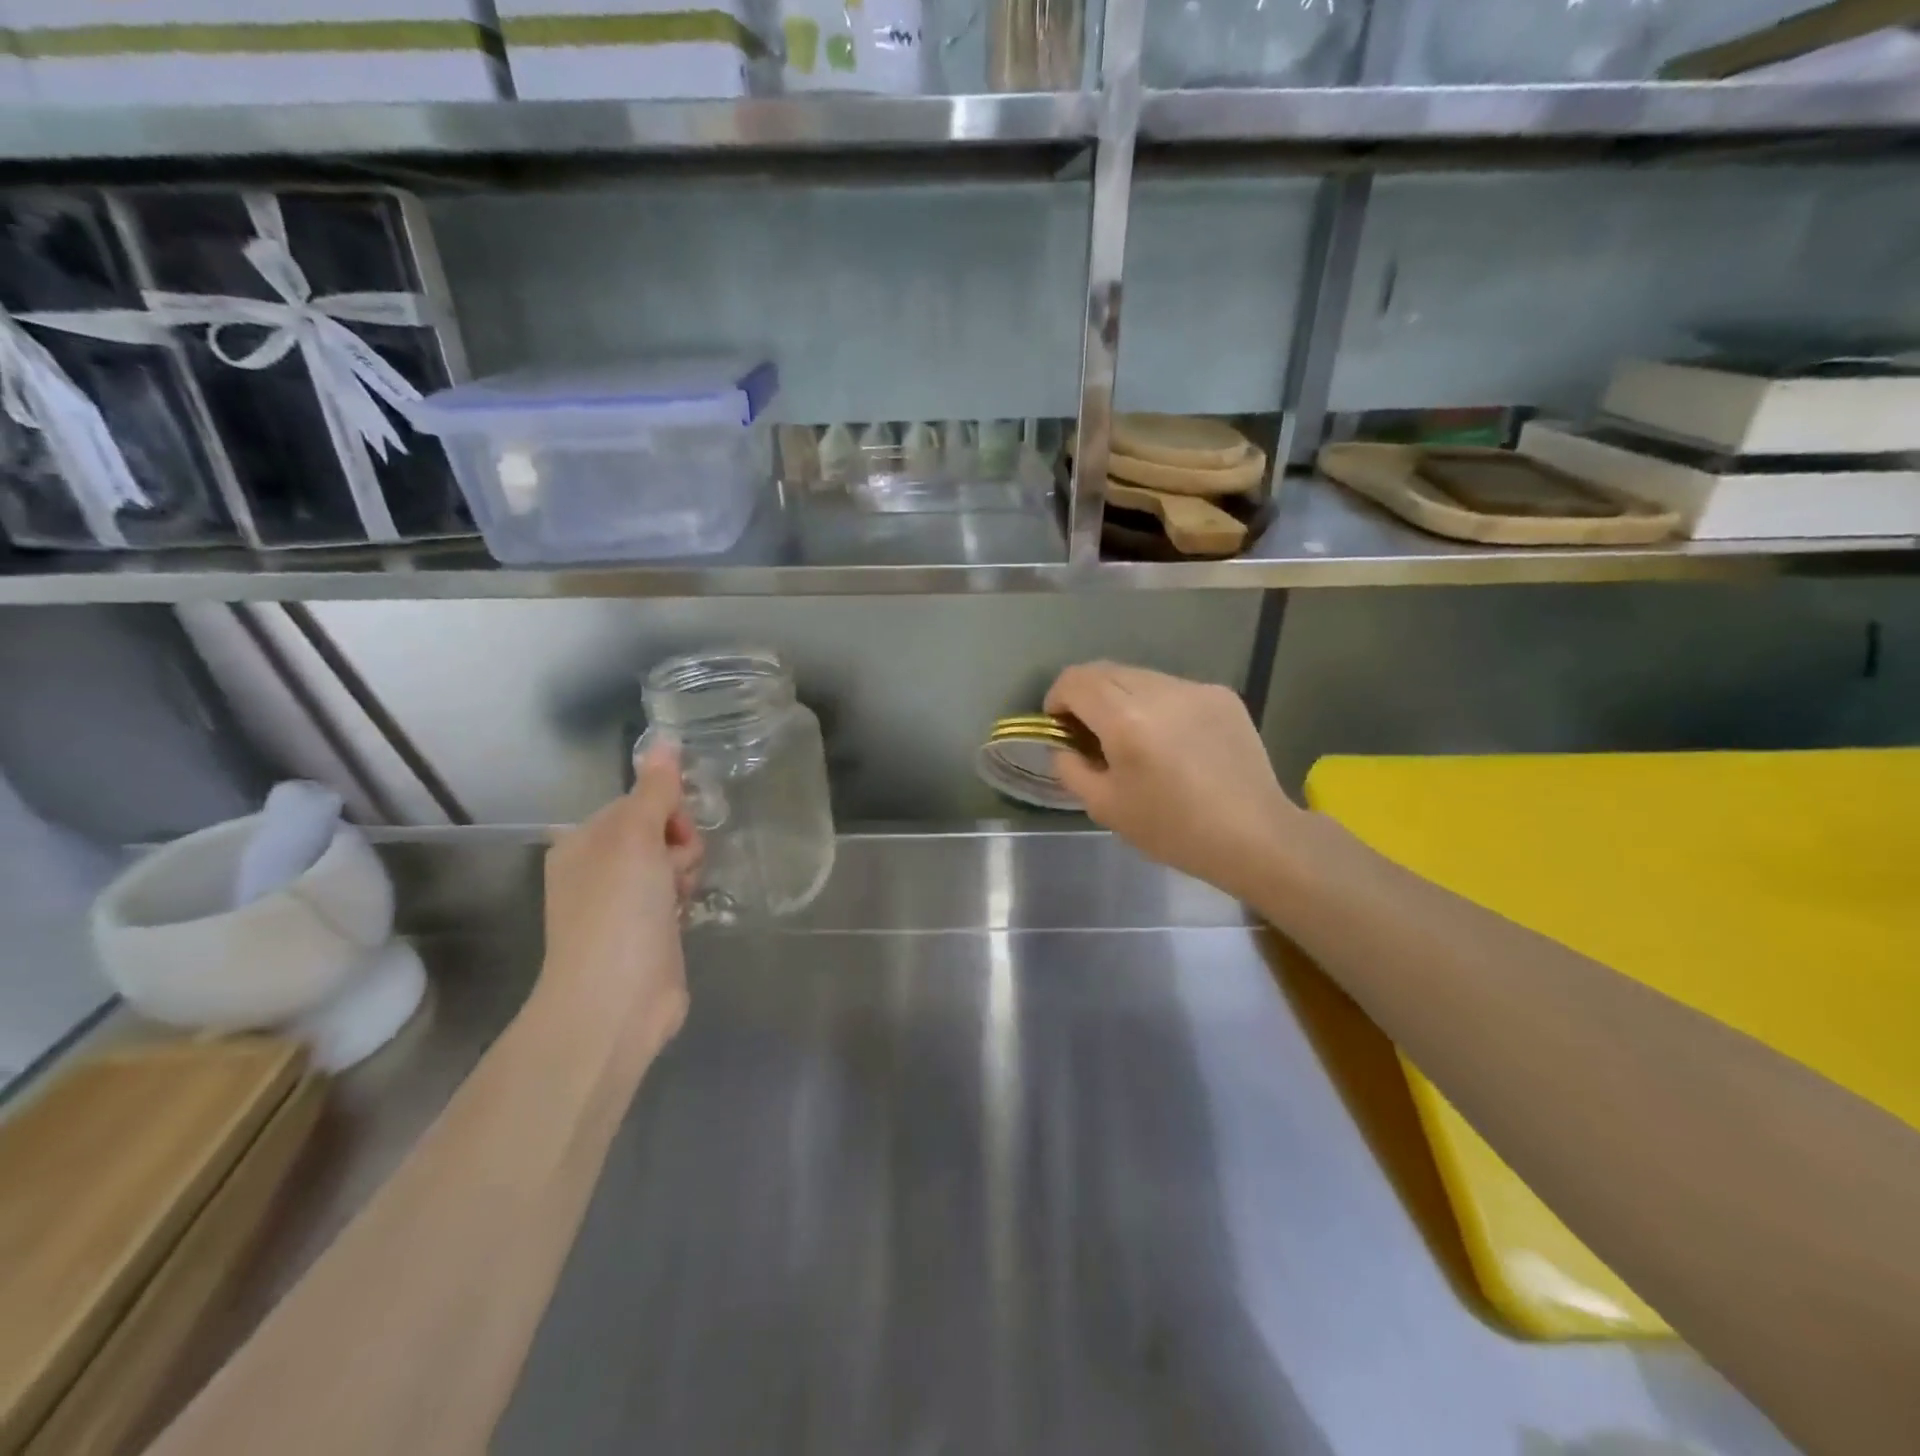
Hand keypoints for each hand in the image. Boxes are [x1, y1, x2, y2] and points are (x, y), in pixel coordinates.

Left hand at [539, 741, 703, 1041]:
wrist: (616, 1000)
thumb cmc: (618, 910)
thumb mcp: (634, 837)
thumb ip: (655, 790)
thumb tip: (665, 741)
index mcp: (584, 841)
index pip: (640, 802)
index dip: (668, 811)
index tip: (675, 833)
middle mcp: (599, 868)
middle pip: (661, 831)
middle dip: (679, 845)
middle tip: (674, 871)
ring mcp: (622, 903)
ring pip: (673, 863)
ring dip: (685, 873)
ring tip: (678, 898)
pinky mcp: (648, 930)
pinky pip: (676, 893)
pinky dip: (684, 898)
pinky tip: (683, 914)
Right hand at [1045, 662, 1304, 903]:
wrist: (1254, 836)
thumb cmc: (1172, 829)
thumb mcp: (1105, 807)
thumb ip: (1071, 768)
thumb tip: (1064, 746)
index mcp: (1126, 718)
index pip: (1075, 681)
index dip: (1057, 697)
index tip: (1059, 725)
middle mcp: (1160, 690)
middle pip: (1105, 671)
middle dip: (1086, 695)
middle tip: (1089, 732)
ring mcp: (1195, 689)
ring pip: (1140, 677)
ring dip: (1123, 698)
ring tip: (1132, 737)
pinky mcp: (1222, 695)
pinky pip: (1174, 689)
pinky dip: (1158, 706)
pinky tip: (1172, 742)